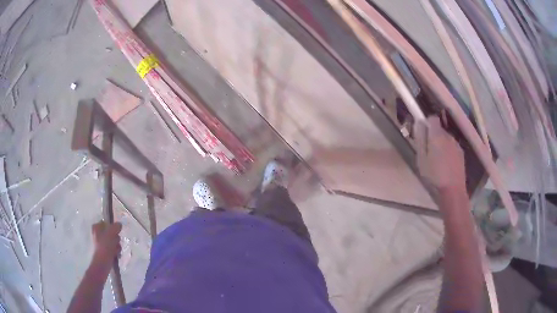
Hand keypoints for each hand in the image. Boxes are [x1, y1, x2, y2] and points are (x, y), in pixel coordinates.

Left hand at [91, 221, 121, 266]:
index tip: (116, 233)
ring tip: (116, 250)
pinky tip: (116, 254)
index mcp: (96, 227)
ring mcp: (100, 243)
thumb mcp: (111, 234)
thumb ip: (115, 227)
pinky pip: (112, 248)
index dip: (113, 227)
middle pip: (111, 233)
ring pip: (113, 241)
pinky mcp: (104, 251)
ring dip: (116, 245)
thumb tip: (119, 224)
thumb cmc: (105, 247)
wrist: (102, 264)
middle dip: (115, 238)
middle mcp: (97, 234)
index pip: (107, 223)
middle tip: (116, 243)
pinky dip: (115, 251)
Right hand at [414, 116, 465, 191]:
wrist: (453, 190)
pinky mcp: (461, 153)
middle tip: (428, 151)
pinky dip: (448, 151)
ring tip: (437, 160)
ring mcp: (456, 144)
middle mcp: (448, 136)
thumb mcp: (421, 158)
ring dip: (441, 144)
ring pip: (446, 139)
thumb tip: (419, 123)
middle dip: (433, 136)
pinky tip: (446, 165)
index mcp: (437, 135)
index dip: (427, 123)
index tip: (423, 134)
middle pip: (439, 129)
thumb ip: (420, 139)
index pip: (432, 118)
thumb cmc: (434, 175)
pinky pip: (452, 147)